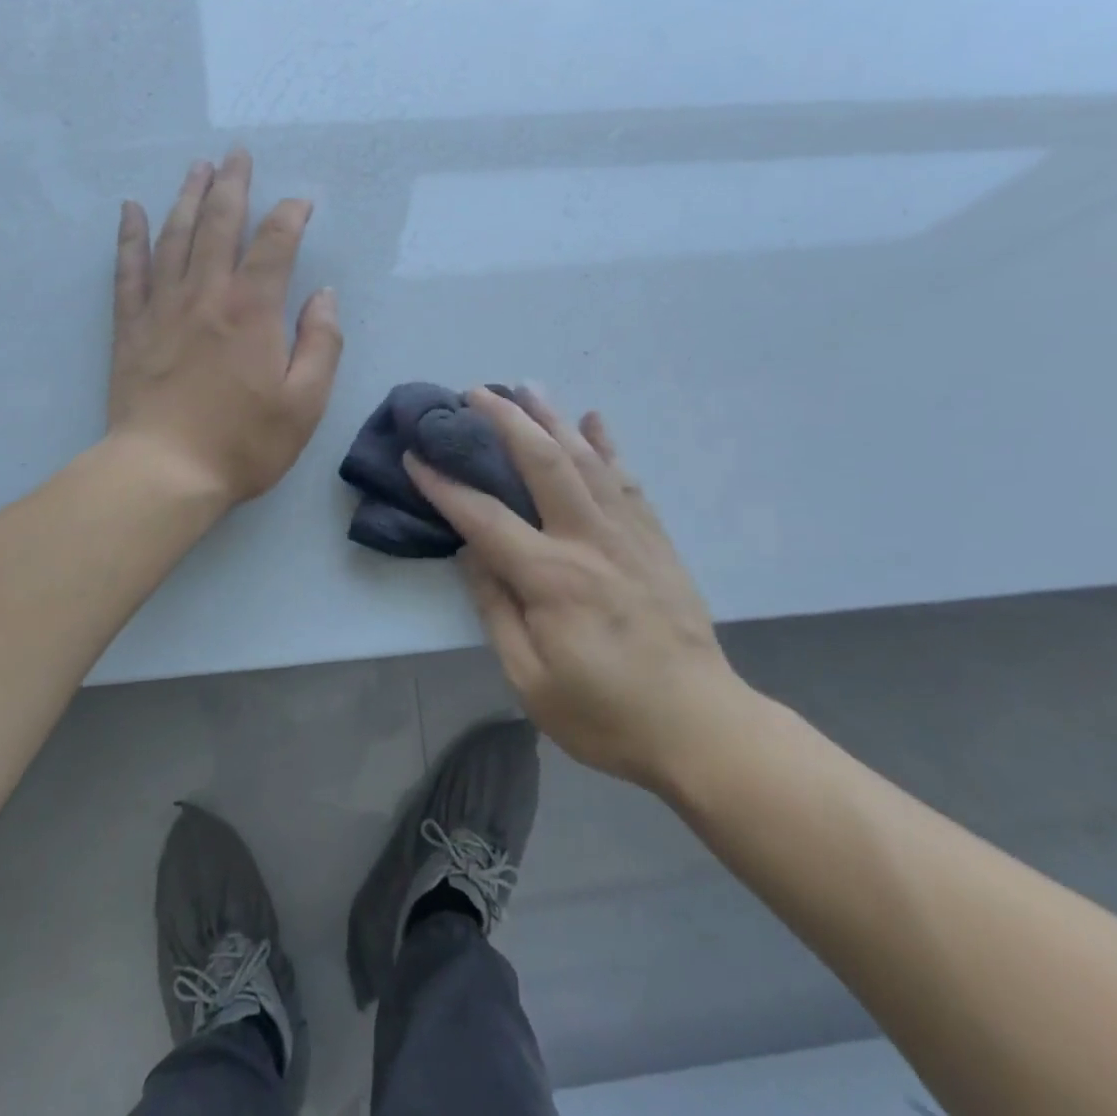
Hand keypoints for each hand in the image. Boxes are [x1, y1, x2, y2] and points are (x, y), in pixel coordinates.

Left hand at [109, 149, 342, 506]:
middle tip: (237, 154)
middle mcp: (207, 294)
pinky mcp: (131, 327)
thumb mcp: (305, 402)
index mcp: (253, 310)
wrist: (164, 471)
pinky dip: (131, 236)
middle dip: (232, 185)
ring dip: (187, 197)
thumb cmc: (243, 442)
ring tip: (197, 167)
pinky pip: (129, 269)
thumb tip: (324, 296)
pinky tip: (132, 210)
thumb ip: (321, 344)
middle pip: (219, 223)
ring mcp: (163, 307)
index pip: (276, 244)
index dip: (291, 216)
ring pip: (175, 236)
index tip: (301, 204)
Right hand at [406, 388, 746, 792]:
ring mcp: (628, 534)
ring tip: (526, 387)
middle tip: (475, 393)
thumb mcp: (530, 679)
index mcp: (551, 577)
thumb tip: (471, 553)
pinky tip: (593, 420)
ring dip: (552, 418)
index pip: (484, 517)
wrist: (701, 728)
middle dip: (505, 422)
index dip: (444, 484)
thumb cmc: (605, 713)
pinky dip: (608, 444)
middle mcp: (588, 540)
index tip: (415, 455)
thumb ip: (496, 609)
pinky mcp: (655, 539)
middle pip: (542, 463)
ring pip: (585, 459)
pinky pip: (627, 480)